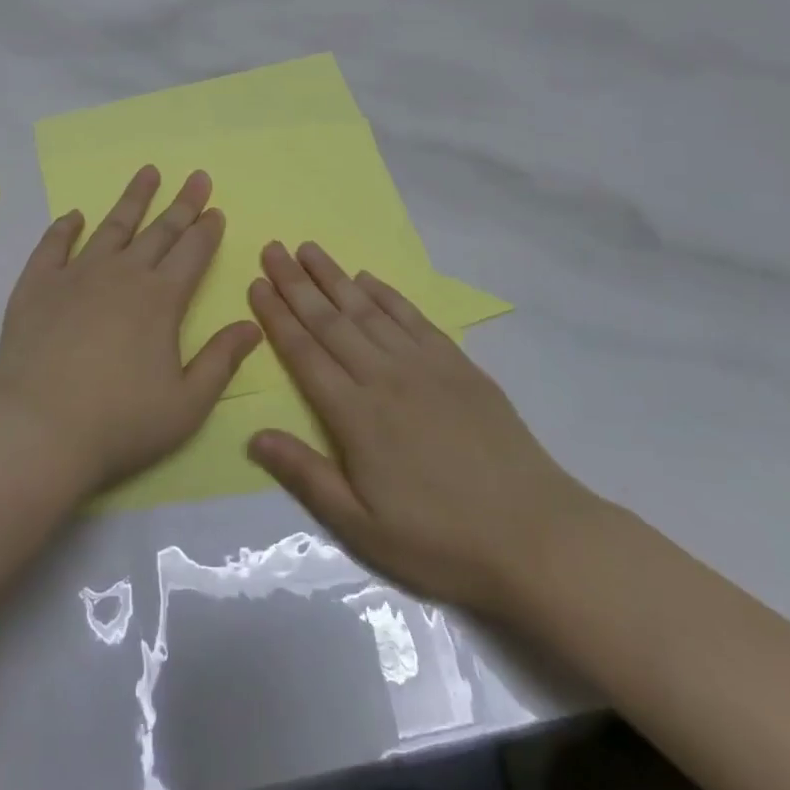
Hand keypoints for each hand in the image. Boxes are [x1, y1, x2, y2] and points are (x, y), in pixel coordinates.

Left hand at [0, 166, 261, 494]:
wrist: (37, 429)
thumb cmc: (119, 424)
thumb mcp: (186, 404)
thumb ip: (220, 361)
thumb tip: (252, 325)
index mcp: (161, 300)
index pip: (193, 253)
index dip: (207, 230)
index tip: (216, 209)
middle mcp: (123, 275)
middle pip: (159, 231)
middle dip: (182, 204)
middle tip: (196, 176)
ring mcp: (76, 275)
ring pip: (112, 226)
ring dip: (133, 199)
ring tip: (147, 172)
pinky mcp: (37, 285)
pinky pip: (53, 245)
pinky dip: (65, 227)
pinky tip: (74, 215)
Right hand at [246, 241, 599, 616]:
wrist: (535, 535)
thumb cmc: (440, 540)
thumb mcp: (362, 527)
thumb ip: (306, 475)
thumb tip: (254, 436)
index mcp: (355, 414)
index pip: (304, 353)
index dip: (277, 316)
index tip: (257, 284)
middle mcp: (384, 376)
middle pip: (330, 320)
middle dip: (297, 283)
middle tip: (273, 249)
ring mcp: (424, 365)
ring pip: (368, 310)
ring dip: (335, 277)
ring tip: (310, 250)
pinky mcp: (458, 364)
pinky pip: (412, 317)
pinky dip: (386, 294)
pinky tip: (368, 278)